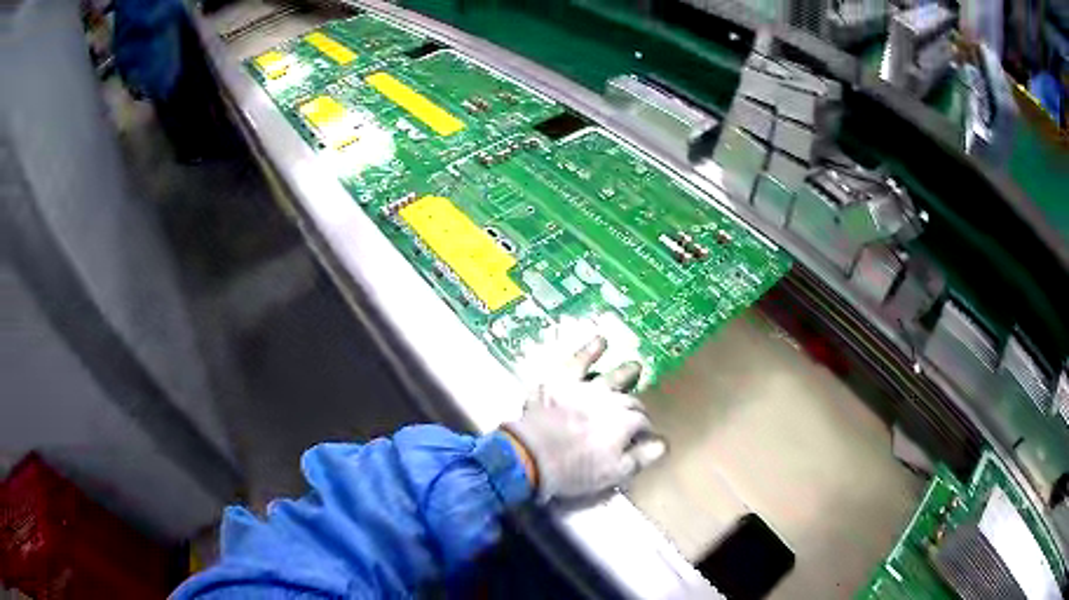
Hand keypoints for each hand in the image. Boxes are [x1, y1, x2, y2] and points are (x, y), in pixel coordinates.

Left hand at [502, 336, 666, 501]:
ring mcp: (586, 389)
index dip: (645, 431)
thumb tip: (663, 444)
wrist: (531, 455)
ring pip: (612, 378)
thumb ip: (641, 457)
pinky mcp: (562, 382)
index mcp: (626, 423)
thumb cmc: (575, 471)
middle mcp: (612, 401)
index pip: (643, 424)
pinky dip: (589, 350)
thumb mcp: (614, 473)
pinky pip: (578, 362)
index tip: (645, 439)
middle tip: (640, 413)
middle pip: (630, 401)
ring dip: (625, 373)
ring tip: (635, 367)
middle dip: (637, 408)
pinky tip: (600, 340)